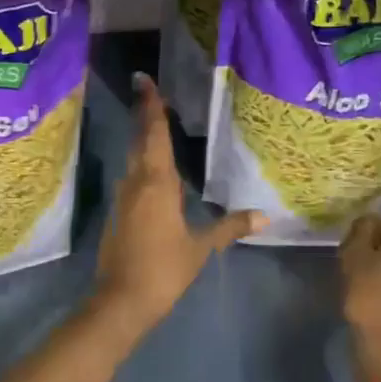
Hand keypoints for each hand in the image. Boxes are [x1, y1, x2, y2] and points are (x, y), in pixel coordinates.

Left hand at [93, 74, 261, 334]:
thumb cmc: (164, 269)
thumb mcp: (200, 248)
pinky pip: (131, 179)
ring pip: (133, 160)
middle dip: (145, 116)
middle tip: (149, 92)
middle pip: (140, 141)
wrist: (121, 300)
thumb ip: (229, 227)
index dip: (151, 107)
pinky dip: (141, 165)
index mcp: (156, 183)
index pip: (154, 135)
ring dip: (142, 140)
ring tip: (155, 123)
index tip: (145, 81)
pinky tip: (152, 170)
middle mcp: (135, 182)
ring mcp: (122, 198)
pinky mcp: (117, 213)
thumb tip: (263, 216)